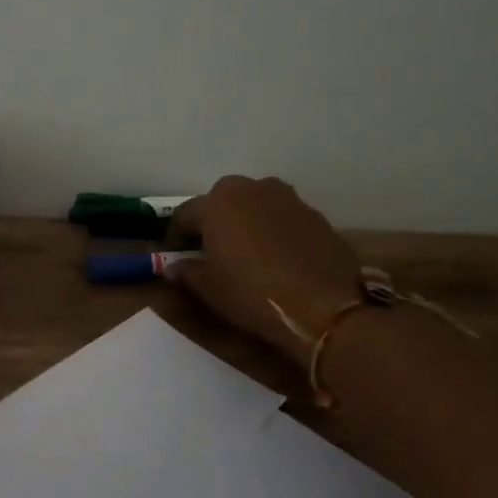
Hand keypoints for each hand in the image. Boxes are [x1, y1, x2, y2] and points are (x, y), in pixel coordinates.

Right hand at [168, 176, 364, 364]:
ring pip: (254, 204)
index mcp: (217, 204)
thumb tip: (174, 267)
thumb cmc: (252, 295)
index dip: (176, 234)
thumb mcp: (209, 289)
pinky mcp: (314, 214)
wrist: (323, 307)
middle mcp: (251, 190)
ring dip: (245, 220)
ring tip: (245, 250)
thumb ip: (187, 272)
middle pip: (221, 200)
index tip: (174, 252)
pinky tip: (275, 256)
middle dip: (212, 220)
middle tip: (210, 248)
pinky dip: (272, 229)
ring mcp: (287, 198)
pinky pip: (281, 216)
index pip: (184, 214)